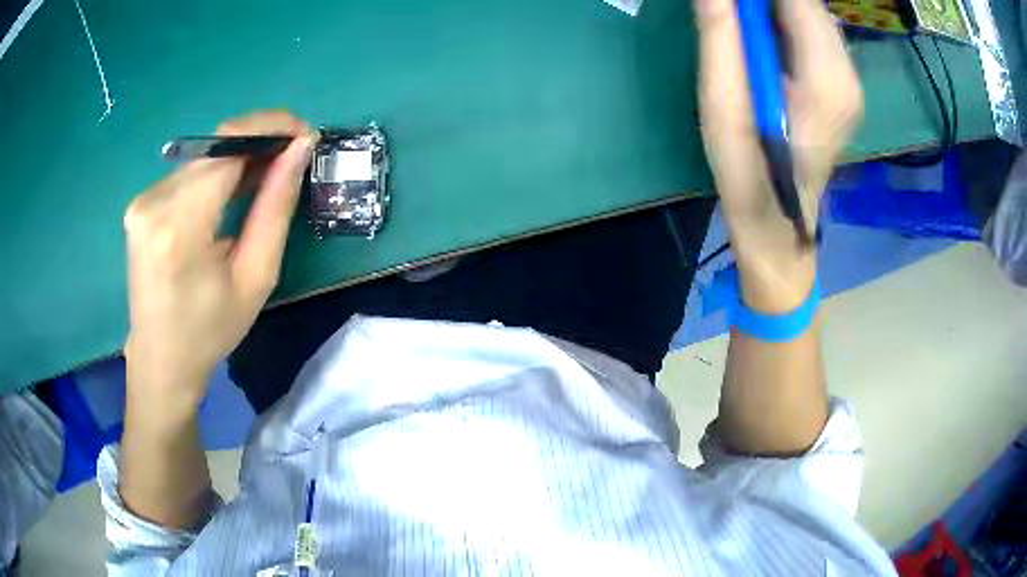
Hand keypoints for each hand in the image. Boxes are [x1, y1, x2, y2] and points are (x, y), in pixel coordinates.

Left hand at [123, 111, 316, 414]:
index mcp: (180, 226)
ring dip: (240, 157)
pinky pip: (188, 171)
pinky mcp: (141, 204)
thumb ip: (276, 207)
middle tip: (293, 155)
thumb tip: (300, 149)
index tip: (304, 133)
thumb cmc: (211, 330)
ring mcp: (142, 201)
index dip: (270, 126)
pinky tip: (234, 189)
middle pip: (215, 145)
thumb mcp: (256, 276)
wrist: (161, 359)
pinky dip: (217, 172)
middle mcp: (153, 203)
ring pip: (204, 156)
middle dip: (259, 140)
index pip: (227, 143)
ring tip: (268, 176)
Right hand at [695, 0, 861, 309]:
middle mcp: (849, 75)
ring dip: (778, 10)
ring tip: (746, 28)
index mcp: (825, 77)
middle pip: (810, 6)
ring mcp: (852, 84)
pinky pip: (818, 36)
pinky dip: (790, 24)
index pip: (800, 3)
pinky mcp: (845, 90)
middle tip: (734, 15)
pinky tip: (767, 43)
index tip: (732, 6)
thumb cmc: (748, 170)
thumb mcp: (723, 104)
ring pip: (815, 17)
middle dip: (768, 3)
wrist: (781, 224)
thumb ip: (719, 36)